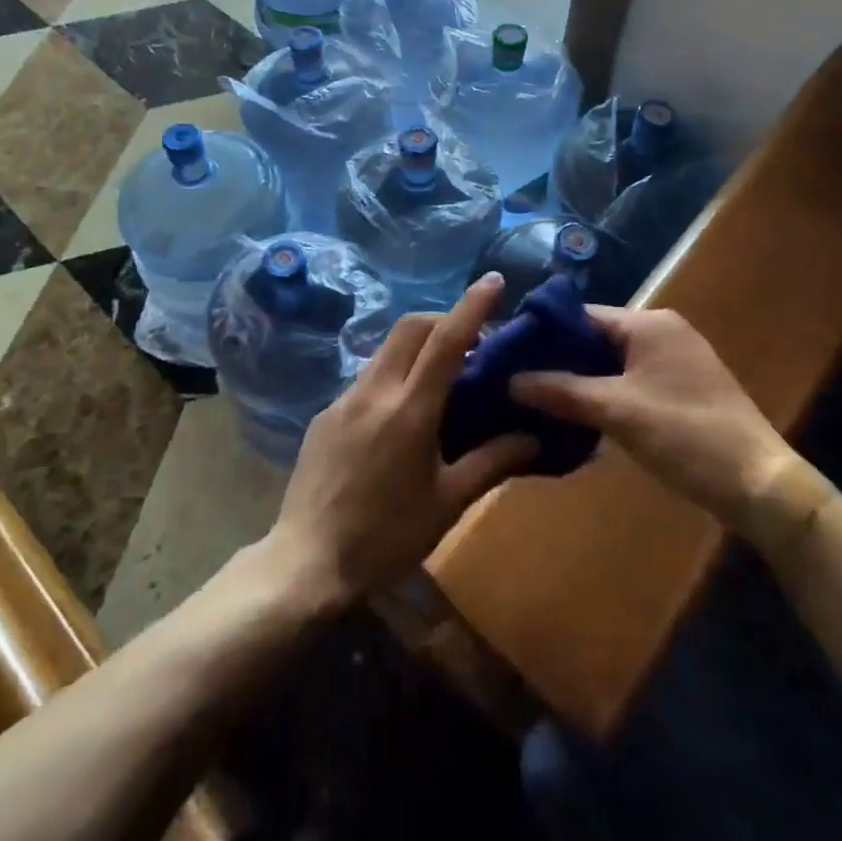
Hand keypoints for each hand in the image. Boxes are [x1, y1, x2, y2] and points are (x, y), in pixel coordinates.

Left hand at [264, 274, 537, 609]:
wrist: (308, 560)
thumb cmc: (387, 536)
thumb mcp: (447, 503)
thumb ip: (491, 462)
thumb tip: (533, 436)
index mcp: (410, 409)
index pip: (447, 340)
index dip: (472, 306)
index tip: (494, 280)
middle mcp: (374, 390)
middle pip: (410, 328)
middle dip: (443, 318)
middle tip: (472, 340)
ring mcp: (344, 398)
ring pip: (386, 350)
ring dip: (417, 346)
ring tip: (441, 376)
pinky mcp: (325, 413)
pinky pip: (366, 378)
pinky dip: (393, 374)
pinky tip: (401, 413)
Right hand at [510, 306, 796, 527]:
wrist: (760, 485)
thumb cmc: (686, 435)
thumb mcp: (617, 411)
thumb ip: (561, 391)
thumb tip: (510, 380)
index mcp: (648, 323)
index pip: (581, 315)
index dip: (543, 334)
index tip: (508, 355)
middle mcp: (662, 331)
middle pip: (595, 337)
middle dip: (559, 359)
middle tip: (518, 381)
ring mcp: (674, 360)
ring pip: (611, 361)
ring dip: (580, 379)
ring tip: (538, 399)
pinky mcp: (681, 388)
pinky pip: (630, 379)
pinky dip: (604, 392)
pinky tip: (578, 415)